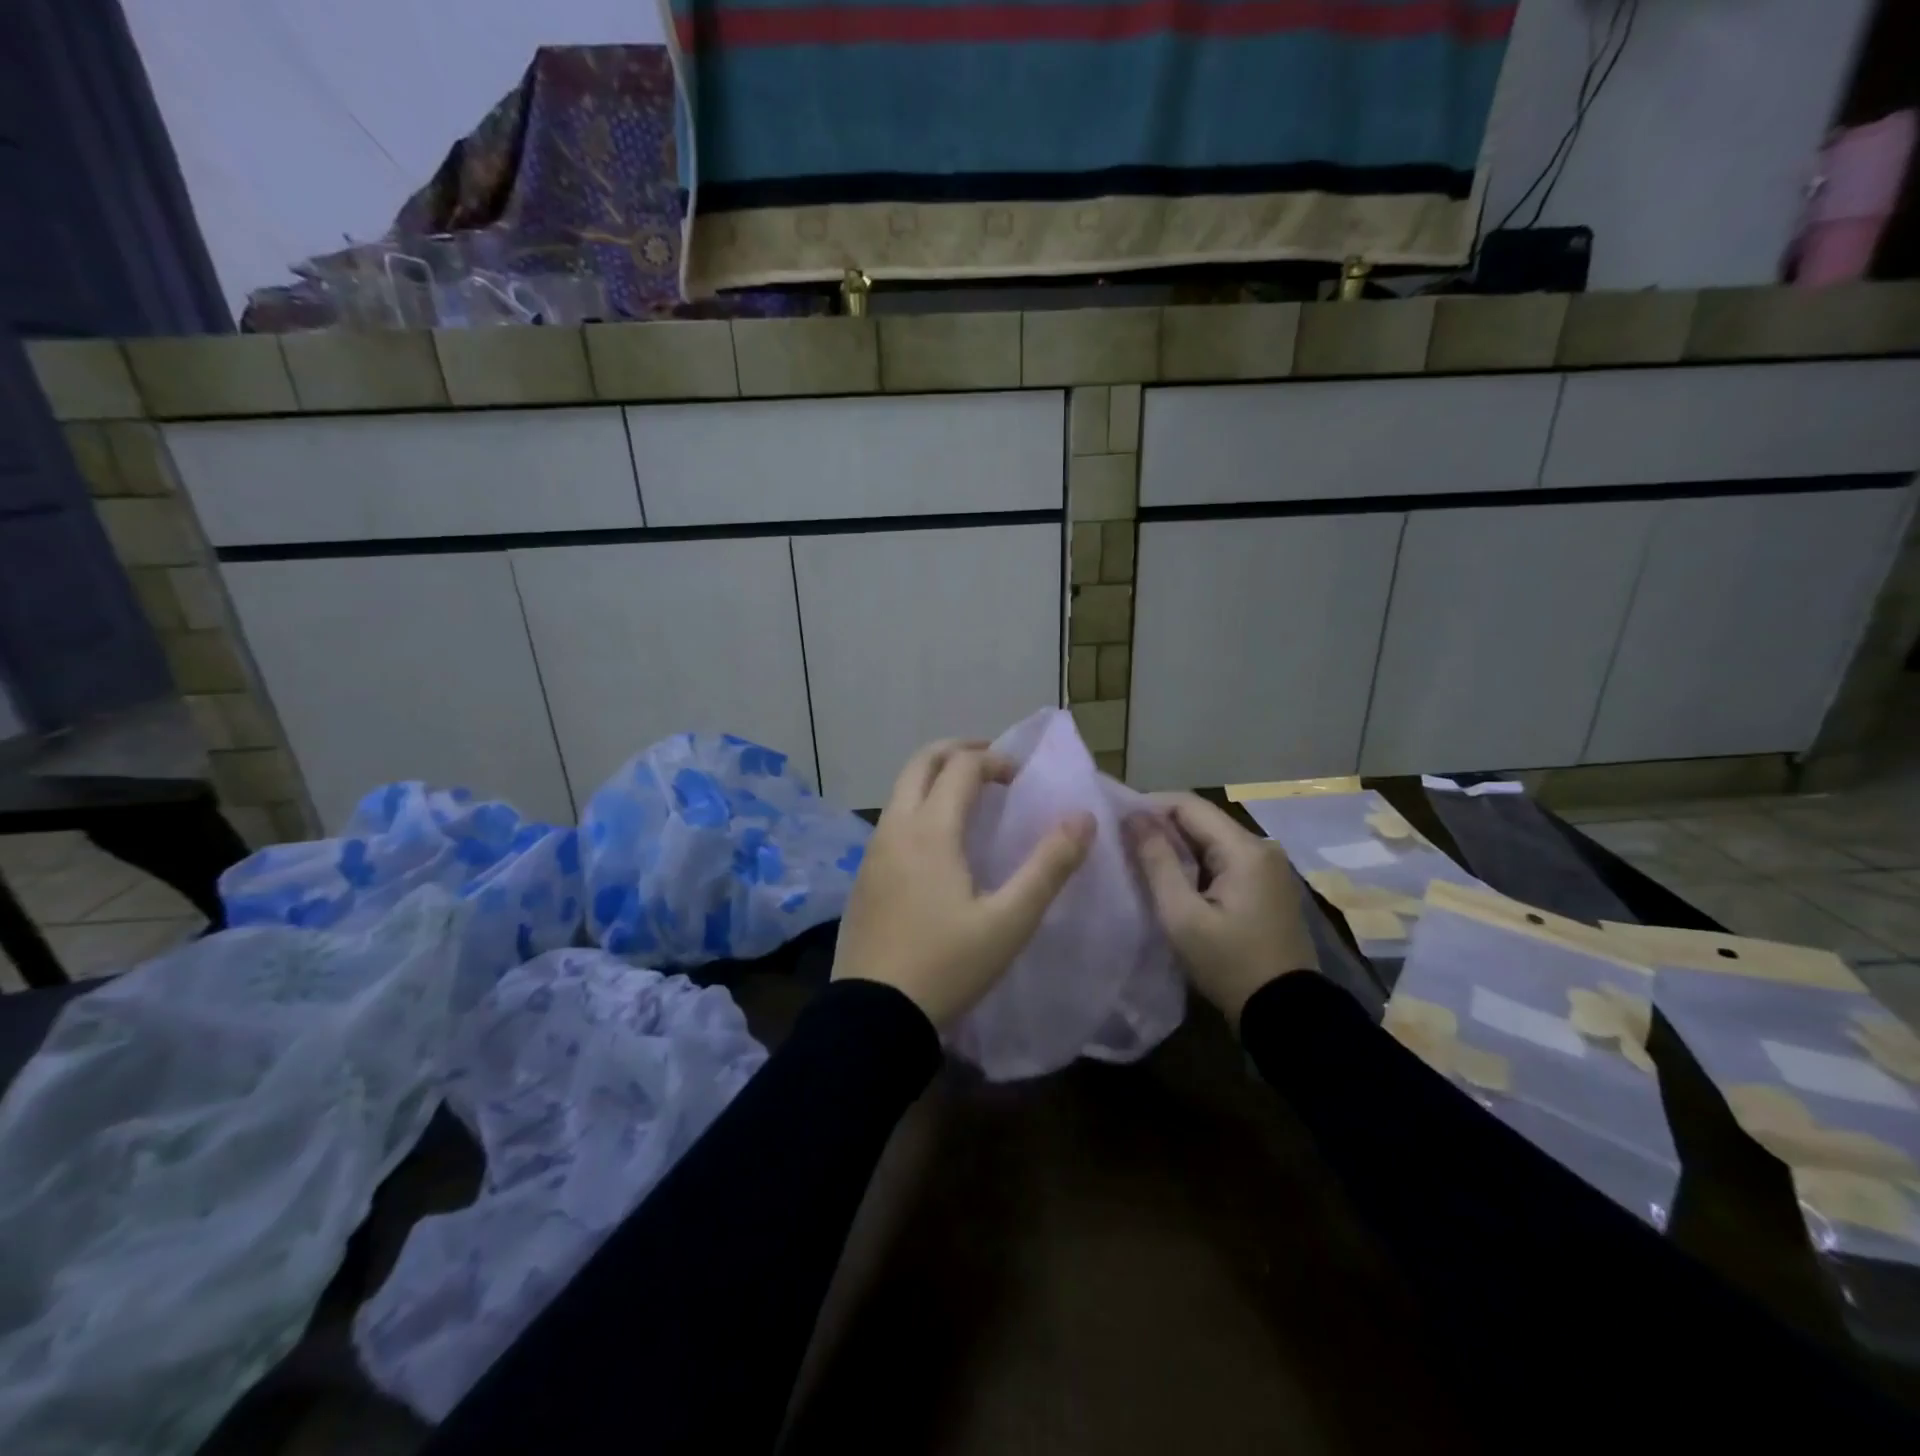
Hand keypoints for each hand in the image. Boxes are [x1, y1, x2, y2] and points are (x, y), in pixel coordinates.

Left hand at [833, 739, 1094, 1028]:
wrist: (874, 1015)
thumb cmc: (947, 966)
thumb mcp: (1009, 921)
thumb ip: (1049, 866)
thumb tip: (1082, 818)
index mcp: (930, 830)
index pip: (962, 767)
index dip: (996, 762)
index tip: (1021, 780)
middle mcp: (895, 827)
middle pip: (921, 762)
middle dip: (958, 751)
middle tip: (992, 764)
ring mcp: (873, 850)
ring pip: (901, 789)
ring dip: (935, 777)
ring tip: (970, 797)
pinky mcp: (864, 874)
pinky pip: (892, 818)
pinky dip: (918, 805)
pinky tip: (940, 842)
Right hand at [1126, 792, 1318, 1028]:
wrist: (1287, 1013)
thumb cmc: (1229, 964)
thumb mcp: (1183, 916)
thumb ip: (1157, 862)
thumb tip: (1133, 817)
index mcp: (1244, 848)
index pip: (1188, 804)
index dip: (1149, 806)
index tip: (1116, 823)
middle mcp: (1260, 847)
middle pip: (1201, 819)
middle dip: (1160, 826)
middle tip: (1121, 843)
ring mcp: (1267, 866)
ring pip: (1210, 839)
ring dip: (1176, 845)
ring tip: (1139, 860)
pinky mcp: (1265, 885)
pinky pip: (1223, 859)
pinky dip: (1195, 863)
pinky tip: (1171, 879)